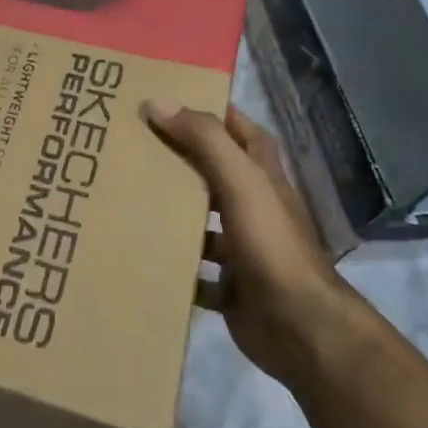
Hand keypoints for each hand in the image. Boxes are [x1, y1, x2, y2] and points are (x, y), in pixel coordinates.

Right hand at [143, 100, 362, 385]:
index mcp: (263, 180)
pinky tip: (144, 259)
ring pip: (204, 226)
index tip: (173, 101)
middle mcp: (256, 211)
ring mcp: (246, 252)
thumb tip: (158, 102)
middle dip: (182, 163)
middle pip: (218, 176)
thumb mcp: (239, 182)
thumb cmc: (271, 245)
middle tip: (135, 149)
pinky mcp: (233, 290)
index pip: (244, 133)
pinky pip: (197, 275)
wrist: (299, 326)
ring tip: (129, 204)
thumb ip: (204, 140)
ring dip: (174, 217)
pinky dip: (176, 268)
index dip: (216, 114)